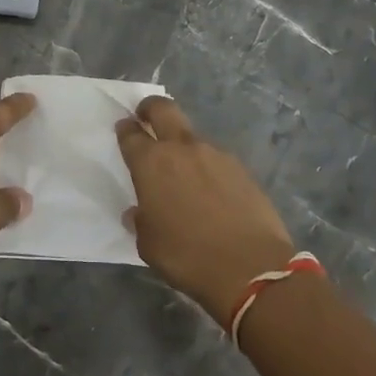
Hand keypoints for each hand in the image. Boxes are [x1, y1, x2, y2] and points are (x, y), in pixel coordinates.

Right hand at [117, 96, 298, 321]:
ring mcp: (216, 155)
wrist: (251, 267)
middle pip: (163, 109)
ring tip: (184, 176)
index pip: (131, 134)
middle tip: (146, 116)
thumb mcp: (149, 244)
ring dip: (183, 147)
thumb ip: (140, 220)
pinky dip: (208, 169)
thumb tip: (139, 212)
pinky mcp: (241, 169)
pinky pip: (216, 160)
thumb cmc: (187, 256)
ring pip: (192, 137)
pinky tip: (212, 193)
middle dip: (151, 108)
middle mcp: (183, 149)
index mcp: (151, 163)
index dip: (125, 129)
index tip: (124, 129)